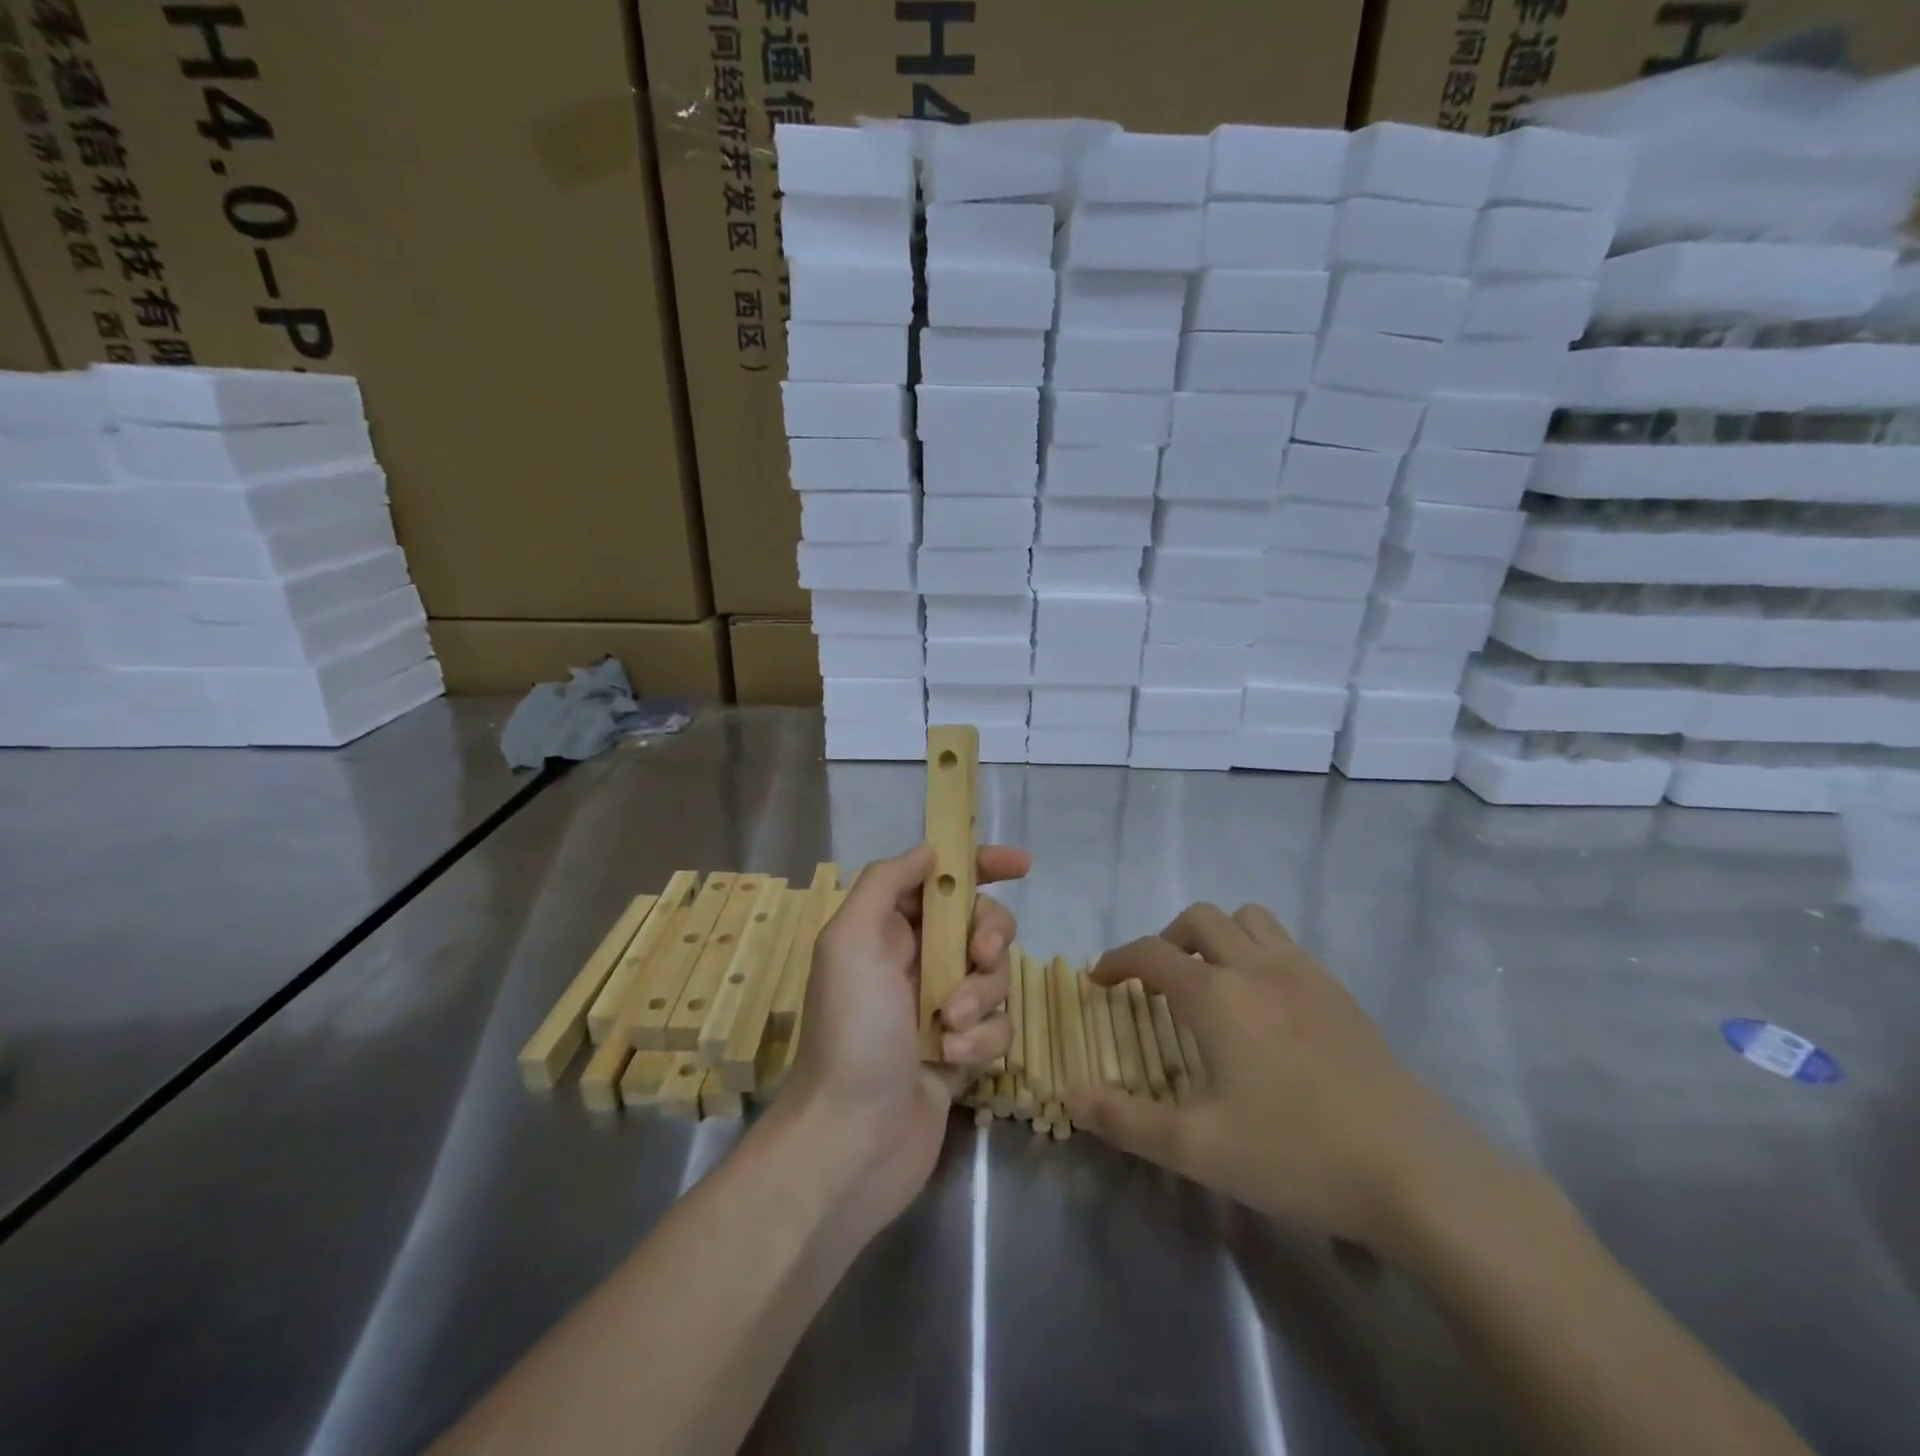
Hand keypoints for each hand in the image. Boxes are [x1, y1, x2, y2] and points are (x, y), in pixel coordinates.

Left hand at [781, 842, 1027, 1234]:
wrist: (851, 1139)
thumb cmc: (851, 1030)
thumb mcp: (850, 940)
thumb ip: (885, 883)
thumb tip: (930, 851)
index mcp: (887, 930)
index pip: (942, 881)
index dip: (981, 865)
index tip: (1021, 865)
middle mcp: (916, 962)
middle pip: (981, 924)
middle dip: (989, 936)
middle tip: (980, 956)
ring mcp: (942, 1007)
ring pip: (995, 976)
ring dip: (979, 997)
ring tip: (948, 1028)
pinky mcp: (963, 1050)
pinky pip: (998, 1026)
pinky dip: (981, 1039)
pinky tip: (952, 1062)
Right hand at [1065, 903, 1503, 1256]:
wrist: (1416, 1171)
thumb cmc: (1296, 1153)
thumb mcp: (1197, 1148)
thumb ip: (1125, 1120)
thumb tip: (1069, 1094)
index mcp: (1215, 994)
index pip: (1150, 953)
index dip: (1117, 959)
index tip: (1100, 979)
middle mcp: (1254, 966)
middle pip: (1199, 919)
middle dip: (1166, 938)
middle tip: (1156, 980)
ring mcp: (1304, 973)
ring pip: (1248, 919)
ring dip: (1217, 934)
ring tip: (1210, 978)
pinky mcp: (1340, 992)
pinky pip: (1286, 944)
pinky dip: (1258, 951)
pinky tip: (1266, 1004)